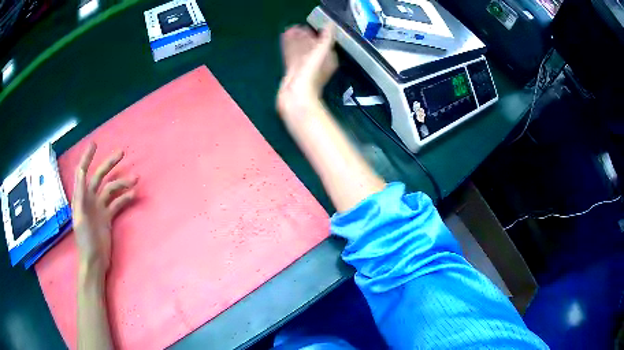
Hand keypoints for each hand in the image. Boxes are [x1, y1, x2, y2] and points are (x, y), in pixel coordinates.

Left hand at [73, 143, 136, 274]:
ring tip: (135, 179)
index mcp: (81, 197)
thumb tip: (81, 171)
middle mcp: (90, 199)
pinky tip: (133, 195)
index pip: (82, 172)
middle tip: (122, 153)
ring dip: (122, 183)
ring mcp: (100, 208)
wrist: (94, 261)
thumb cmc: (85, 240)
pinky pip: (117, 204)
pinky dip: (125, 198)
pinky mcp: (108, 217)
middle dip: (110, 164)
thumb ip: (80, 195)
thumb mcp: (80, 217)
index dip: (87, 157)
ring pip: (111, 190)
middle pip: (100, 177)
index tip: (95, 144)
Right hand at [277, 25, 337, 119]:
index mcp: (327, 59)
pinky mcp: (292, 72)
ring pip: (299, 50)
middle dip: (303, 37)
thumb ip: (326, 38)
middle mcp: (316, 63)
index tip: (308, 25)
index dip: (316, 34)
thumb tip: (330, 24)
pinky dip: (288, 47)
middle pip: (309, 46)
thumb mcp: (321, 52)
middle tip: (295, 26)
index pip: (323, 43)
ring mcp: (304, 68)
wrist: (296, 96)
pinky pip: (290, 56)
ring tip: (288, 30)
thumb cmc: (311, 74)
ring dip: (294, 41)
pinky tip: (283, 39)